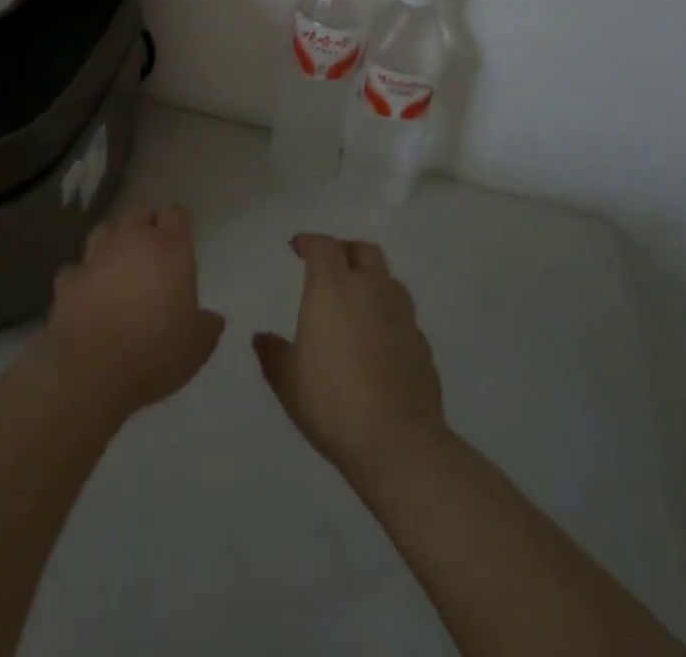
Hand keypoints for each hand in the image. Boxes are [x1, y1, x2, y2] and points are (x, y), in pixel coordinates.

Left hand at [32, 205, 225, 423]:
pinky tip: (88, 292)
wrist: (93, 369)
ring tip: (119, 265)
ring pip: (105, 230)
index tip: (180, 240)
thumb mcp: (197, 346)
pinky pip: (78, 268)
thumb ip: (207, 326)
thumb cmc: (156, 351)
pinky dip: (84, 276)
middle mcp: (132, 241)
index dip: (177, 225)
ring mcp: (96, 256)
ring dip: (113, 242)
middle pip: (139, 214)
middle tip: (152, 253)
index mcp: (169, 249)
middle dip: (146, 227)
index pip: (176, 215)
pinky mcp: (69, 278)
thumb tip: (213, 319)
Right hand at [254, 234, 446, 482]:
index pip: (323, 246)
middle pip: (363, 251)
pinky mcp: (423, 345)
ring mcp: (402, 316)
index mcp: (333, 287)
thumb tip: (262, 338)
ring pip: (388, 280)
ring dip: (371, 281)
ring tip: (356, 303)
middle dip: (345, 251)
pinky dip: (388, 317)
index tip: (297, 247)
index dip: (309, 242)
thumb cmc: (332, 401)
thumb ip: (273, 353)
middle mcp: (371, 290)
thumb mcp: (287, 380)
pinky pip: (403, 316)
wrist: (399, 443)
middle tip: (329, 267)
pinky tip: (378, 342)